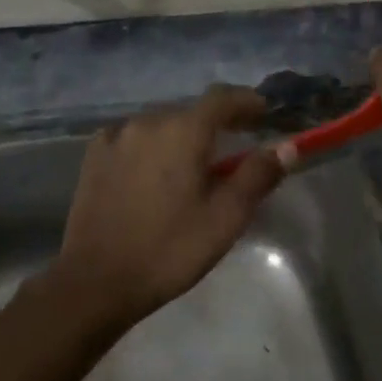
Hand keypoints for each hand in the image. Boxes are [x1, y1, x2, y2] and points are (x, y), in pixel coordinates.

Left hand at [46, 85, 285, 330]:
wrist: (95, 282)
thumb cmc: (169, 250)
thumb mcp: (225, 218)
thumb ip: (257, 176)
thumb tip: (287, 147)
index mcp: (183, 131)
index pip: (222, 98)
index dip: (247, 101)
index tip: (264, 113)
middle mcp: (148, 122)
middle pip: (191, 110)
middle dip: (217, 122)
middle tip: (235, 144)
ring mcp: (116, 137)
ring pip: (161, 124)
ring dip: (182, 134)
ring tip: (194, 162)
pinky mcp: (94, 156)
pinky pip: (133, 137)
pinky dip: (152, 145)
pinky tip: (154, 170)